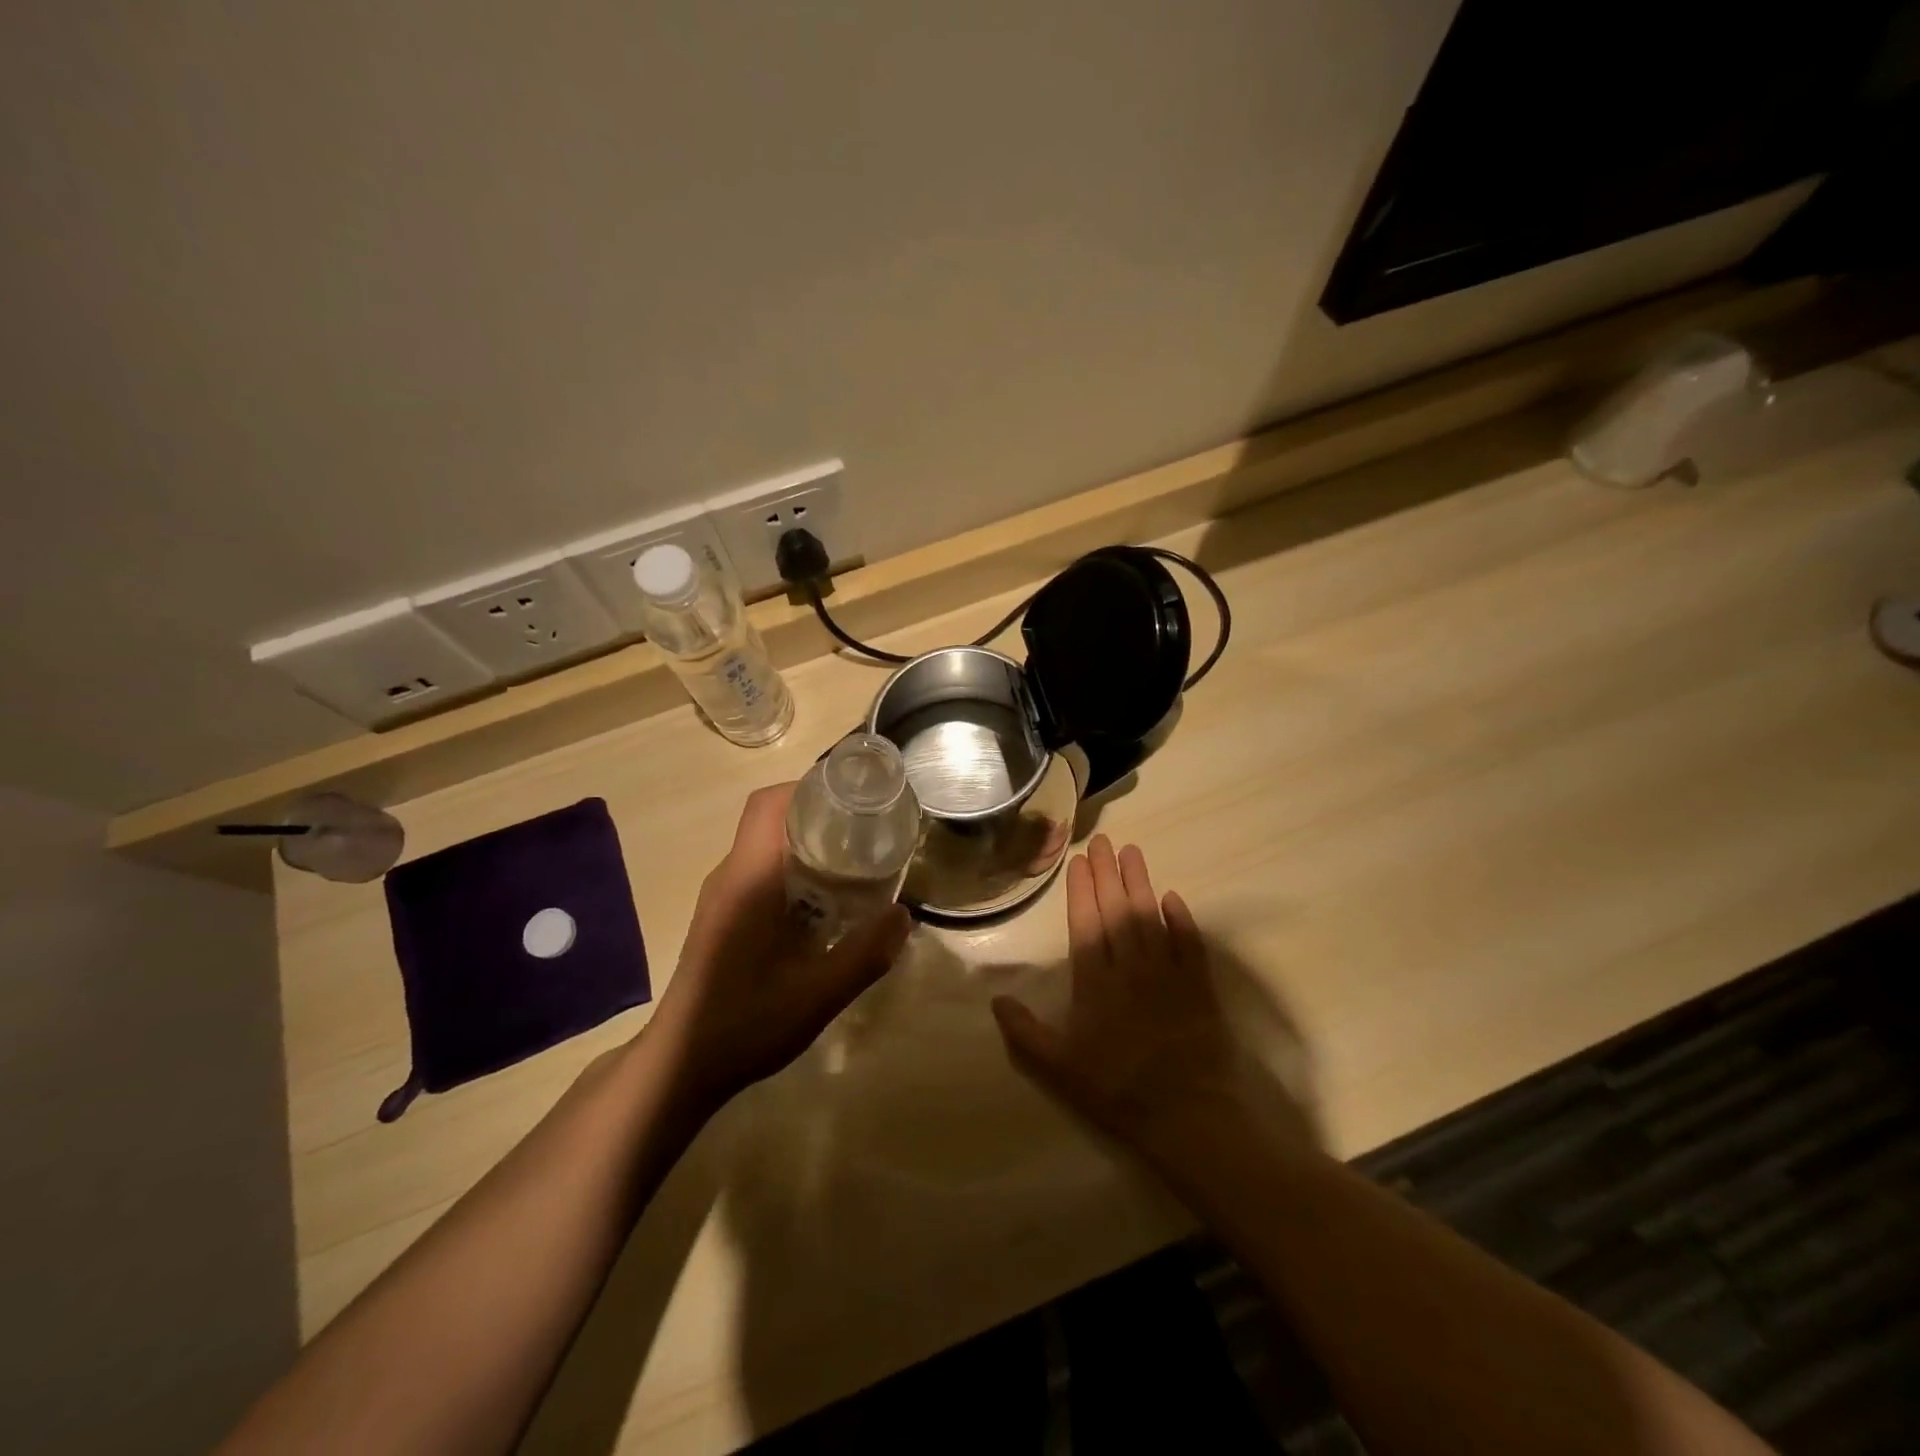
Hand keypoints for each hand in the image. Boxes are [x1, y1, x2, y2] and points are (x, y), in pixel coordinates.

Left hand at [646, 783, 911, 1114]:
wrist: (680, 1066)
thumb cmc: (746, 1023)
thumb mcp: (818, 994)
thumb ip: (866, 953)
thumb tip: (904, 915)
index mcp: (749, 878)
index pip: (769, 803)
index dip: (809, 787)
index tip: (853, 799)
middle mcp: (730, 875)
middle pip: (772, 818)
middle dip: (819, 815)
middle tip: (866, 833)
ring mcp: (721, 896)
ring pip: (767, 845)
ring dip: (807, 844)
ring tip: (854, 864)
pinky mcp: (721, 915)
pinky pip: (760, 871)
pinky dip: (794, 869)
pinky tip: (824, 904)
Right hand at [991, 835, 1240, 1145]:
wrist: (1187, 1112)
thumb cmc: (1116, 1088)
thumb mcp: (1058, 1067)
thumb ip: (1025, 1031)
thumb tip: (996, 999)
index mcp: (1095, 980)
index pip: (1086, 923)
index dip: (1081, 889)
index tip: (1079, 860)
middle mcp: (1130, 966)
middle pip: (1117, 909)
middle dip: (1108, 872)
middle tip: (1103, 840)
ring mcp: (1168, 972)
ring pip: (1150, 916)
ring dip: (1140, 883)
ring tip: (1132, 852)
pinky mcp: (1199, 985)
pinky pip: (1189, 942)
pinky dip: (1181, 918)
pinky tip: (1173, 897)